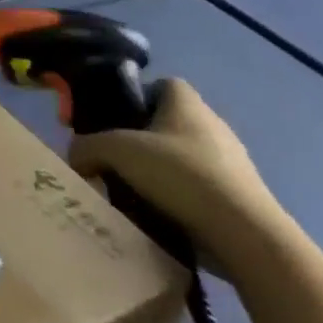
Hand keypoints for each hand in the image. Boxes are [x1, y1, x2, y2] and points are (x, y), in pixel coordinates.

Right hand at [67, 79, 284, 274]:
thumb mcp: (116, 151)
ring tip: (134, 192)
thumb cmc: (181, 174)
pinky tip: (160, 216)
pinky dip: (181, 200)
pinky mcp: (244, 200)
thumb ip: (86, 147)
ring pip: (184, 159)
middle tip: (116, 159)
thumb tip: (75, 157)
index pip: (161, 85)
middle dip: (142, 140)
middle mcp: (214, 126)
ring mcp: (234, 165)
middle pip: (168, 124)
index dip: (136, 97)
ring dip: (161, 173)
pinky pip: (201, 191)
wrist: (248, 238)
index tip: (115, 120)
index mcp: (187, 102)